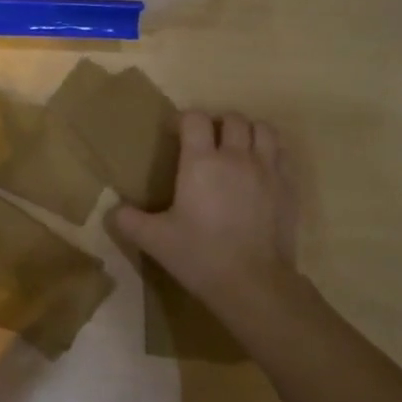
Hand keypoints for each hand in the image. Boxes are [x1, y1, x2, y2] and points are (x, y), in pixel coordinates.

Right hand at [113, 111, 298, 303]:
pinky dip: (270, 153)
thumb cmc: (199, 255)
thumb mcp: (154, 240)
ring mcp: (268, 170)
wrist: (253, 283)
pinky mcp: (288, 187)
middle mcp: (236, 156)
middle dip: (218, 123)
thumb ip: (128, 220)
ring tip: (237, 149)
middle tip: (207, 142)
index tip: (175, 134)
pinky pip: (282, 153)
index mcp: (201, 162)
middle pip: (233, 118)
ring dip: (248, 132)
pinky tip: (259, 171)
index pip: (195, 119)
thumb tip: (112, 210)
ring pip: (263, 129)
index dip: (184, 120)